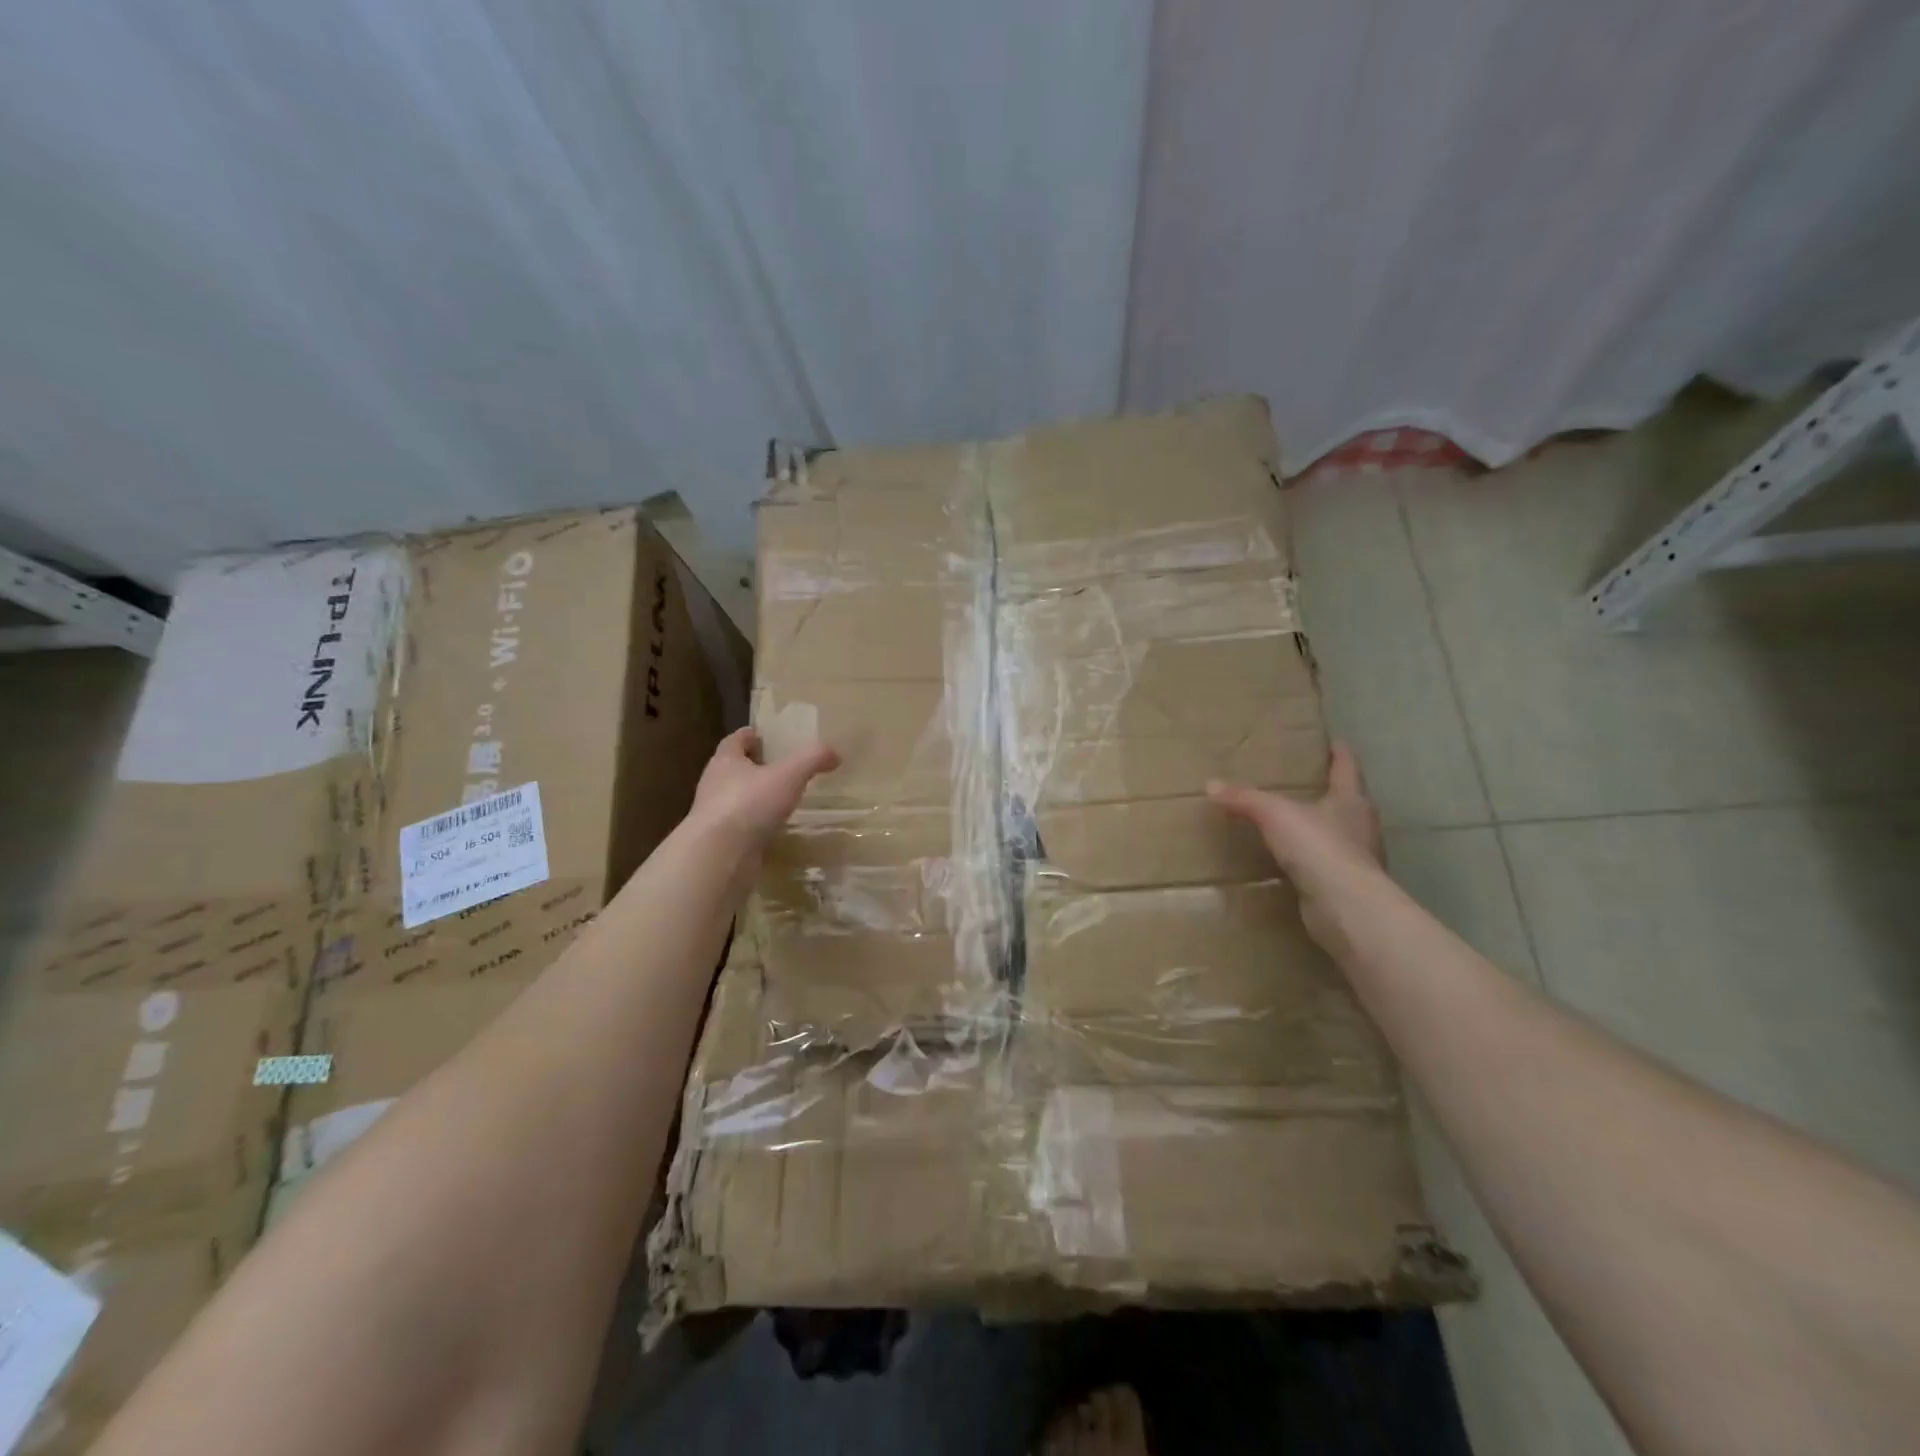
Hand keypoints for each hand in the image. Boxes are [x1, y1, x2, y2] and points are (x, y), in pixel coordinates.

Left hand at [689, 726, 839, 851]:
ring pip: (737, 798)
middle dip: (754, 766)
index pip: (735, 740)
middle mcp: (715, 784)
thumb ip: (812, 759)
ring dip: (755, 796)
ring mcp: (715, 815)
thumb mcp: (789, 775)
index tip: (766, 736)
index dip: (751, 735)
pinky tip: (774, 827)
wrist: (719, 856)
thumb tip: (835, 753)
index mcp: (725, 761)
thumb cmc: (750, 804)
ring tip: (782, 798)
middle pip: (734, 768)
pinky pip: (742, 826)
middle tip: (781, 766)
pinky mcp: (721, 841)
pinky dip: (756, 823)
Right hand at [1207, 742, 1382, 949]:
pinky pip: (1325, 866)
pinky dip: (1311, 862)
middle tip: (1304, 782)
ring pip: (1338, 834)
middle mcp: (1360, 825)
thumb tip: (1211, 784)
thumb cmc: (1319, 847)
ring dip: (1321, 828)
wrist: (1346, 908)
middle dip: (1329, 791)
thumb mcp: (1274, 815)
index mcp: (1350, 800)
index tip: (1334, 741)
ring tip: (1294, 823)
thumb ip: (1244, 798)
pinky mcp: (1345, 887)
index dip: (1340, 752)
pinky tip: (1292, 863)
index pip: (1347, 767)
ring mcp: (1356, 859)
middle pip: (1347, 800)